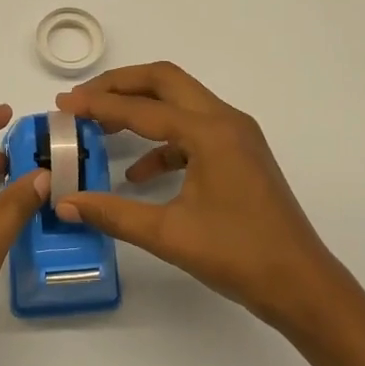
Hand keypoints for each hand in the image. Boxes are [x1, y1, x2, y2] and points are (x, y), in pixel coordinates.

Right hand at [53, 63, 353, 329]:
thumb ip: (113, 213)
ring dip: (141, 109)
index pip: (142, 108)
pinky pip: (193, 132)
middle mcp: (225, 121)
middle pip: (165, 81)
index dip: (98, 104)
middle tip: (83, 99)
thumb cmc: (238, 256)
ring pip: (180, 102)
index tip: (63, 104)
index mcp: (210, 132)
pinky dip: (162, 142)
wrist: (301, 284)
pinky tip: (138, 173)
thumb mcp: (168, 234)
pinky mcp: (239, 154)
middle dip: (120, 86)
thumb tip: (65, 203)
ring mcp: (237, 136)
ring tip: (101, 128)